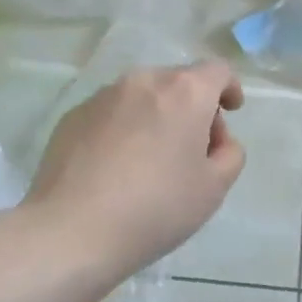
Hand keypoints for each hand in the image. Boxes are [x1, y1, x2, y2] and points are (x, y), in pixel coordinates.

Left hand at [24, 62, 245, 269]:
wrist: (71, 230)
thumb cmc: (155, 208)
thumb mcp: (214, 189)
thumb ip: (230, 153)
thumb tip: (217, 140)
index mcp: (185, 92)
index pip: (217, 71)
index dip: (230, 88)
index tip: (231, 111)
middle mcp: (144, 81)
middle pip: (179, 82)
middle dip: (193, 107)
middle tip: (193, 149)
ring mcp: (104, 95)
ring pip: (143, 96)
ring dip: (156, 116)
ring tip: (150, 160)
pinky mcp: (74, 115)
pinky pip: (111, 113)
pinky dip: (123, 128)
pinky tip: (115, 167)